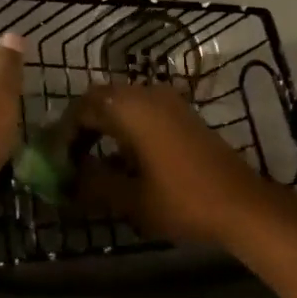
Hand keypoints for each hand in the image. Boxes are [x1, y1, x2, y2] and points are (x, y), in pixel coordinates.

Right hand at [76, 83, 283, 246]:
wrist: (241, 203)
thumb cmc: (181, 199)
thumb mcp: (130, 198)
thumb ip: (93, 184)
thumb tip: (67, 179)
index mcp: (130, 107)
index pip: (82, 108)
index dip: (64, 133)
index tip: (55, 160)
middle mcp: (146, 93)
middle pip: (101, 99)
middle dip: (82, 125)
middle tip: (70, 157)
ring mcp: (168, 101)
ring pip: (122, 103)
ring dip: (104, 125)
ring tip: (92, 160)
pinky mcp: (182, 113)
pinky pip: (142, 110)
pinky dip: (126, 127)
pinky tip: (123, 159)